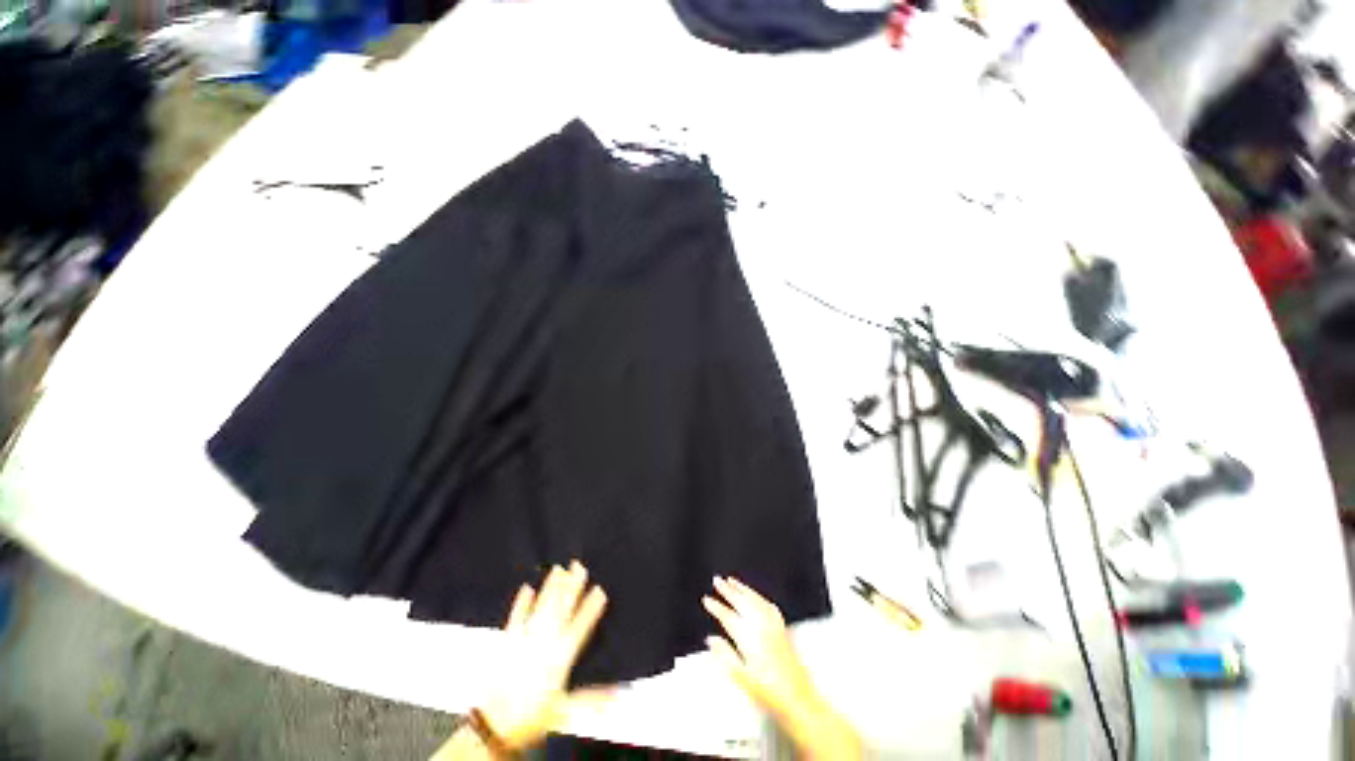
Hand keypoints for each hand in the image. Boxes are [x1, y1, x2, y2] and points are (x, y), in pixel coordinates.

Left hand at [478, 561, 609, 751]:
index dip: (591, 608)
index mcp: (561, 656)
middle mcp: (545, 641)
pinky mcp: (508, 641)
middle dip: (571, 586)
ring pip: (541, 606)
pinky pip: (516, 617)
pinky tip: (527, 588)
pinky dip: (522, 603)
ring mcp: (525, 639)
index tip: (600, 589)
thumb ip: (594, 699)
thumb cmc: (532, 718)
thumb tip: (620, 694)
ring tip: (558, 568)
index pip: (581, 626)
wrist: (494, 726)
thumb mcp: (566, 712)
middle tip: (578, 565)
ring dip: (550, 587)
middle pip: (561, 608)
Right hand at [702, 577, 818, 722]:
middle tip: (716, 580)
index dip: (716, 607)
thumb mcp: (742, 680)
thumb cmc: (771, 694)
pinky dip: (758, 596)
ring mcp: (773, 627)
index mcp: (749, 640)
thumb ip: (725, 657)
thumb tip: (711, 639)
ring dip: (742, 589)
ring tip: (732, 580)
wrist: (800, 700)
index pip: (729, 617)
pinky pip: (768, 605)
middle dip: (728, 590)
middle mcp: (762, 628)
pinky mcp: (782, 629)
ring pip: (756, 600)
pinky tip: (755, 595)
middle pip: (742, 602)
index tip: (707, 599)